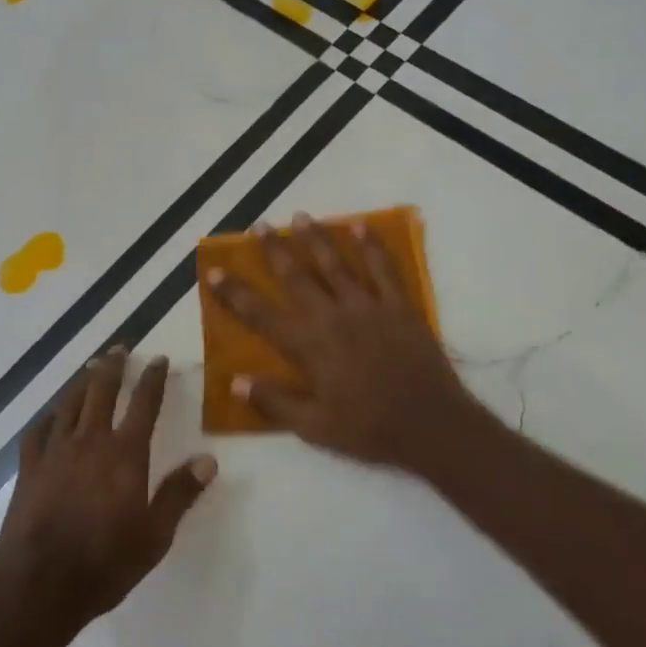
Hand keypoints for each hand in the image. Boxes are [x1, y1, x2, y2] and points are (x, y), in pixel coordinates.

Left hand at [0, 349, 216, 637]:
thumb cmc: (104, 563)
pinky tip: (53, 414)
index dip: (153, 378)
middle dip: (114, 366)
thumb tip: (208, 459)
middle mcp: (90, 442)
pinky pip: (40, 430)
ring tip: (91, 367)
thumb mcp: (155, 535)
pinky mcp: (29, 469)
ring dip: (83, 381)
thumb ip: (180, 494)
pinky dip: (50, 415)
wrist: (37, 586)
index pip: (144, 404)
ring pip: (70, 403)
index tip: (159, 359)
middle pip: (102, 391)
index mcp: (125, 454)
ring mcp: (55, 452)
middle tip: (120, 347)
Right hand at [205, 214, 481, 475]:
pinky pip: (383, 268)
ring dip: (316, 238)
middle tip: (260, 226)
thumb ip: (274, 402)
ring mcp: (368, 307)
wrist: (431, 424)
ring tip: (301, 216)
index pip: (261, 314)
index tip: (215, 271)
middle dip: (275, 249)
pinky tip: (361, 227)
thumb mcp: (314, 428)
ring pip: (336, 264)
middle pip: (296, 276)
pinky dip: (372, 246)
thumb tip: (235, 381)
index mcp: (309, 346)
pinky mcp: (399, 306)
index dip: (235, 293)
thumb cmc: (368, 429)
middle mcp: (333, 317)